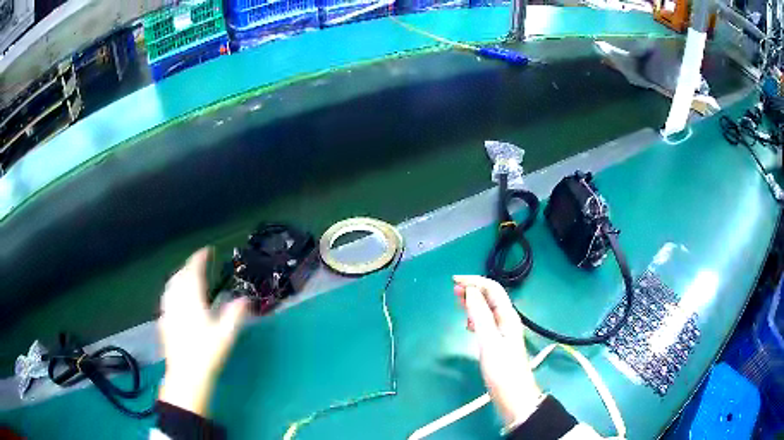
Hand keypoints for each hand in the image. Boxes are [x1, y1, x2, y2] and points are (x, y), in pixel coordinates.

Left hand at [158, 248, 246, 415]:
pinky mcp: (164, 322)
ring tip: (186, 276)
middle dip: (188, 266)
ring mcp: (168, 311)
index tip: (207, 250)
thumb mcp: (226, 335)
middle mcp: (177, 301)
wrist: (187, 375)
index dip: (199, 258)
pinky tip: (175, 298)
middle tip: (199, 263)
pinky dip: (172, 290)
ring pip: (170, 286)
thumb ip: (235, 314)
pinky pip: (166, 298)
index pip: (193, 272)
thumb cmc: (207, 354)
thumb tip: (245, 298)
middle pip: (180, 276)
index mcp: (192, 300)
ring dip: (179, 276)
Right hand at [453, 275, 541, 427]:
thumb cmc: (502, 371)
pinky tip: (467, 324)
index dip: (475, 281)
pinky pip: (486, 322)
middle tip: (453, 290)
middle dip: (473, 289)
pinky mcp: (497, 343)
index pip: (493, 289)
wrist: (513, 396)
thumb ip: (480, 317)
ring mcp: (502, 332)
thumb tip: (470, 292)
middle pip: (490, 297)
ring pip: (487, 309)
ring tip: (458, 301)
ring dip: (473, 302)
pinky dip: (475, 317)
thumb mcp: (489, 343)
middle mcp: (507, 321)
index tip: (454, 281)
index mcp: (508, 317)